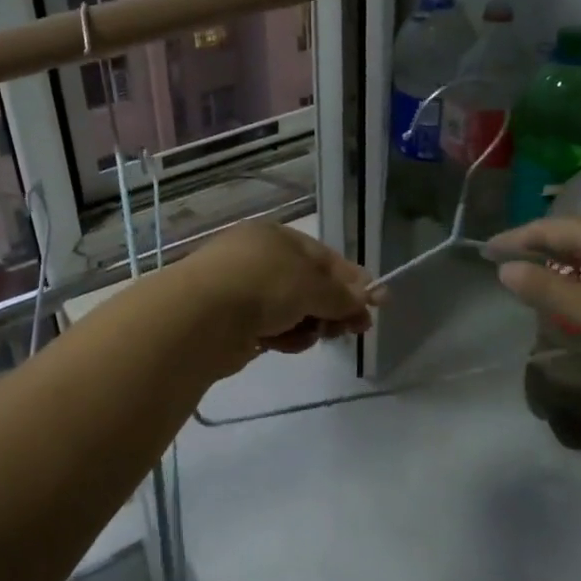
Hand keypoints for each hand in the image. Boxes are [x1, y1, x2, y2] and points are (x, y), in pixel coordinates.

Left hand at [180, 222, 382, 355]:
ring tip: (314, 334)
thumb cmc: (263, 284)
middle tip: (356, 329)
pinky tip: (284, 344)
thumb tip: (366, 299)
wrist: (203, 316)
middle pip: (309, 285)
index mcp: (276, 237)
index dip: (352, 280)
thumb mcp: (313, 285)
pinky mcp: (234, 322)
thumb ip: (342, 294)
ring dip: (309, 324)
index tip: (378, 303)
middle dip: (333, 307)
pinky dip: (284, 336)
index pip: (324, 257)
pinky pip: (272, 328)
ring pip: (292, 310)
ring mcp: (244, 290)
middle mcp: (259, 258)